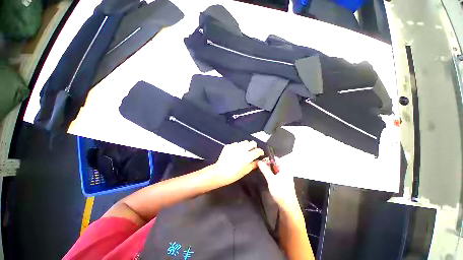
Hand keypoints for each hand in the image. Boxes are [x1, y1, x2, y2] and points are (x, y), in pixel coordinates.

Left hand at [214, 141, 263, 184]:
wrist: (220, 172)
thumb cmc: (234, 174)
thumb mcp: (246, 170)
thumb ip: (254, 164)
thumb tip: (260, 161)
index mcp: (248, 156)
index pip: (258, 150)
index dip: (260, 152)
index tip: (260, 154)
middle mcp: (242, 149)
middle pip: (252, 143)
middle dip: (254, 147)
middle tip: (252, 151)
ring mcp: (235, 146)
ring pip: (244, 142)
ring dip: (246, 146)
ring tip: (244, 151)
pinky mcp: (229, 145)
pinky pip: (236, 143)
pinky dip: (238, 146)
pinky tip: (236, 152)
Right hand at [258, 158, 298, 208]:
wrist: (287, 206)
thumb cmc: (281, 192)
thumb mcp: (271, 179)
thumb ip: (265, 169)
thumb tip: (259, 161)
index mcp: (284, 168)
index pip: (275, 158)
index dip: (267, 158)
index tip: (260, 160)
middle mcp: (284, 170)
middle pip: (274, 163)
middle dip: (266, 163)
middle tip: (258, 165)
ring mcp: (283, 175)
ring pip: (273, 168)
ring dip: (267, 168)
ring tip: (260, 169)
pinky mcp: (281, 180)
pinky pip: (274, 173)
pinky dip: (269, 173)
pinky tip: (265, 175)